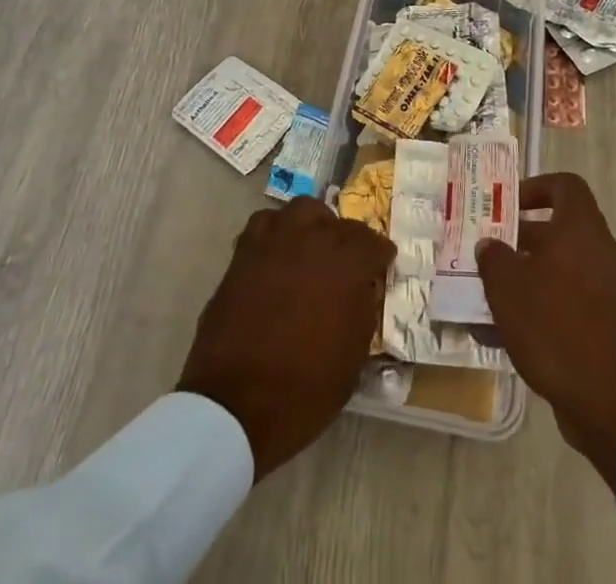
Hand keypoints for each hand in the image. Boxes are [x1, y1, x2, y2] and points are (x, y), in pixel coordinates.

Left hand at [178, 197, 394, 478]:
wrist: (234, 404)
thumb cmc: (304, 390)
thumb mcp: (353, 359)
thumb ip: (364, 311)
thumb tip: (365, 288)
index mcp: (347, 264)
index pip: (374, 243)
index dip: (380, 257)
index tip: (381, 269)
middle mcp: (314, 239)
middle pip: (340, 223)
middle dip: (349, 241)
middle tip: (346, 265)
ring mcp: (276, 240)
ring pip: (302, 210)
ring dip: (313, 225)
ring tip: (312, 250)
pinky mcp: (245, 251)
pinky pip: (266, 223)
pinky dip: (277, 233)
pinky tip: (278, 255)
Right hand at [476, 172, 615, 490]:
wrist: (609, 398)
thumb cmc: (555, 323)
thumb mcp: (508, 285)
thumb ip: (493, 257)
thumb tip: (490, 245)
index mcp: (581, 228)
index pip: (565, 185)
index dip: (536, 187)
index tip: (509, 206)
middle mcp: (600, 251)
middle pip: (559, 230)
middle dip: (521, 239)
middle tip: (490, 251)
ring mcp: (608, 290)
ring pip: (561, 268)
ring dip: (527, 276)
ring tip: (490, 294)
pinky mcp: (608, 325)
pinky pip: (569, 301)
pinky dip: (542, 307)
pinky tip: (506, 332)